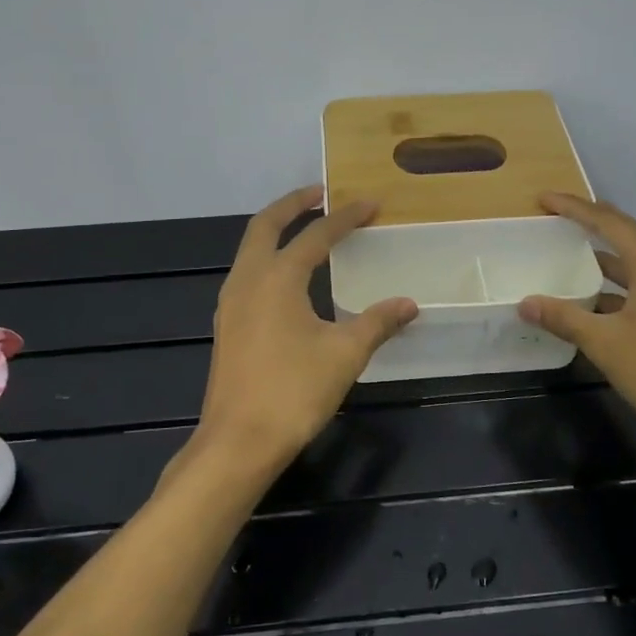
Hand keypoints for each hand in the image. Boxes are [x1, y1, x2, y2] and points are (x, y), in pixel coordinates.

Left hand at [190, 186, 417, 484]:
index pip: (316, 235)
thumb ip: (377, 323)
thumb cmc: (294, 391)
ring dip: (275, 230)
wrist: (238, 442)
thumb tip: (408, 303)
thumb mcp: (344, 354)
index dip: (345, 218)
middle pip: (265, 225)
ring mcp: (230, 303)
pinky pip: (246, 273)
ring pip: (250, 249)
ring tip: (305, 229)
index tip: (370, 204)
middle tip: (321, 194)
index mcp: (277, 278)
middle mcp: (248, 280)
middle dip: (293, 204)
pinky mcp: (226, 325)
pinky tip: (287, 279)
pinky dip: (267, 258)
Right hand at [517, 191, 635, 457]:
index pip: (610, 222)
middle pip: (631, 236)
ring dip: (611, 260)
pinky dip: (628, 285)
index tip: (544, 199)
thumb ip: (564, 318)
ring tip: (576, 258)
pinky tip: (605, 302)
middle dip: (594, 227)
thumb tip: (526, 303)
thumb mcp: (606, 344)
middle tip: (559, 221)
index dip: (575, 208)